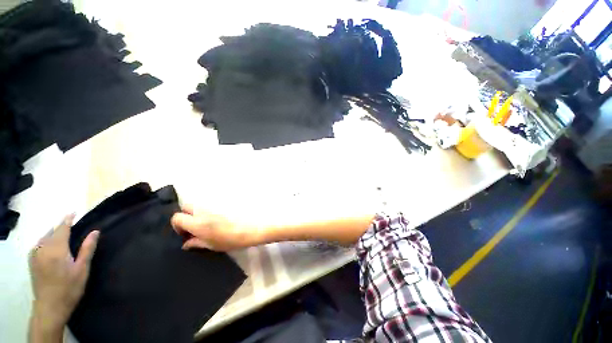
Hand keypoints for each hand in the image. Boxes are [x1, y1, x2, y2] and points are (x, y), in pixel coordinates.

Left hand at [29, 215, 98, 328]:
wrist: (50, 307)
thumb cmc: (70, 288)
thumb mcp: (82, 269)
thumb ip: (87, 249)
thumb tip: (95, 231)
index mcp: (57, 250)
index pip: (62, 228)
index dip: (68, 219)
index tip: (73, 212)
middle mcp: (43, 249)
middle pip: (51, 232)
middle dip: (60, 227)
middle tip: (70, 224)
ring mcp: (35, 255)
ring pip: (43, 237)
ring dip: (52, 233)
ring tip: (61, 234)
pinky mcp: (32, 261)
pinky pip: (38, 244)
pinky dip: (45, 240)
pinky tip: (49, 244)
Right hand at [171, 205, 257, 250]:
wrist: (250, 229)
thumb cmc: (230, 240)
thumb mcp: (211, 245)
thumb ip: (195, 243)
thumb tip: (186, 243)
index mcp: (197, 222)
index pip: (177, 217)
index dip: (177, 226)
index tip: (184, 234)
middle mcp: (203, 211)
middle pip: (186, 206)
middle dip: (185, 215)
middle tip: (192, 227)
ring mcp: (214, 207)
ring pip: (198, 206)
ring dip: (197, 213)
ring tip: (205, 225)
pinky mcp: (223, 204)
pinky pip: (209, 206)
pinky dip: (207, 211)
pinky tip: (215, 221)